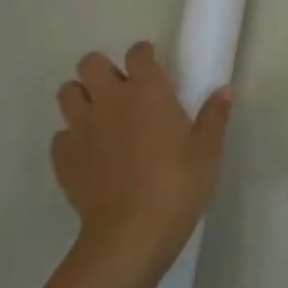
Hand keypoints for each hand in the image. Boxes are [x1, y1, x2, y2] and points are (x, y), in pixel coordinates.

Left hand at [51, 42, 232, 286]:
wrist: (131, 233)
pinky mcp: (63, 157)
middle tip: (123, 92)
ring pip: (68, 93)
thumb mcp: (208, 151)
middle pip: (91, 63)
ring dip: (82, 98)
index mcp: (146, 91)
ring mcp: (81, 127)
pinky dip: (73, 138)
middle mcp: (109, 100)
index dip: (146, 56)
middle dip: (104, 71)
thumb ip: (214, 115)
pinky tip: (90, 155)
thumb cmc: (178, 185)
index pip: (139, 53)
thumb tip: (226, 89)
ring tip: (101, 117)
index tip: (155, 69)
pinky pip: (61, 135)